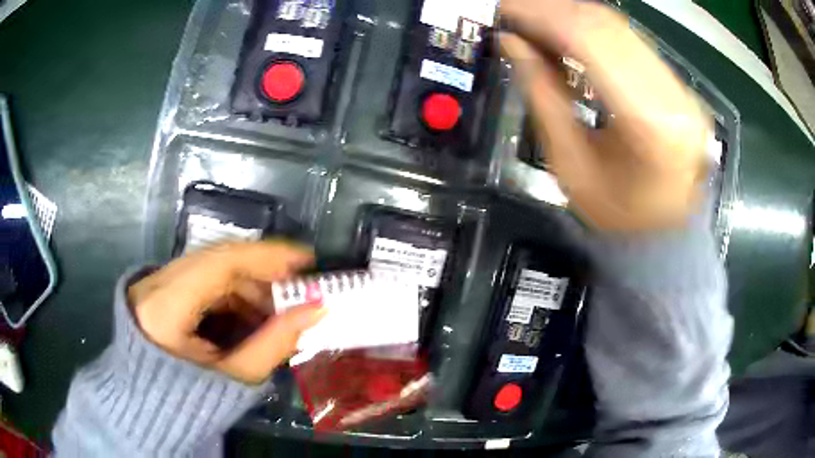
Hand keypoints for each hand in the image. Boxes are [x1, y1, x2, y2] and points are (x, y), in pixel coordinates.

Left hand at [128, 241, 325, 383]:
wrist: (151, 403)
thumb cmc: (191, 399)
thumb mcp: (235, 377)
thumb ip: (275, 343)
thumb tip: (316, 310)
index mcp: (164, 309)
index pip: (218, 265)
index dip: (265, 256)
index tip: (305, 260)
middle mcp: (154, 284)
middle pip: (216, 262)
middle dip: (261, 274)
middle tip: (296, 292)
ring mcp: (153, 282)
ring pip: (211, 268)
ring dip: (247, 286)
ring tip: (274, 312)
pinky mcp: (159, 287)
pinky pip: (202, 279)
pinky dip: (231, 292)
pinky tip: (248, 314)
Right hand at [500, 0, 710, 230]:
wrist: (666, 238)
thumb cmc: (617, 217)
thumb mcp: (570, 164)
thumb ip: (542, 94)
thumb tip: (511, 42)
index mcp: (649, 123)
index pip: (589, 39)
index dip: (539, 14)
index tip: (502, 8)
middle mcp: (673, 96)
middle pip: (606, 24)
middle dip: (551, 9)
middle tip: (512, 10)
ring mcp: (681, 89)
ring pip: (619, 26)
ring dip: (570, 15)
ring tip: (534, 21)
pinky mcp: (679, 87)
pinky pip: (631, 41)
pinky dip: (593, 31)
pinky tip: (567, 35)